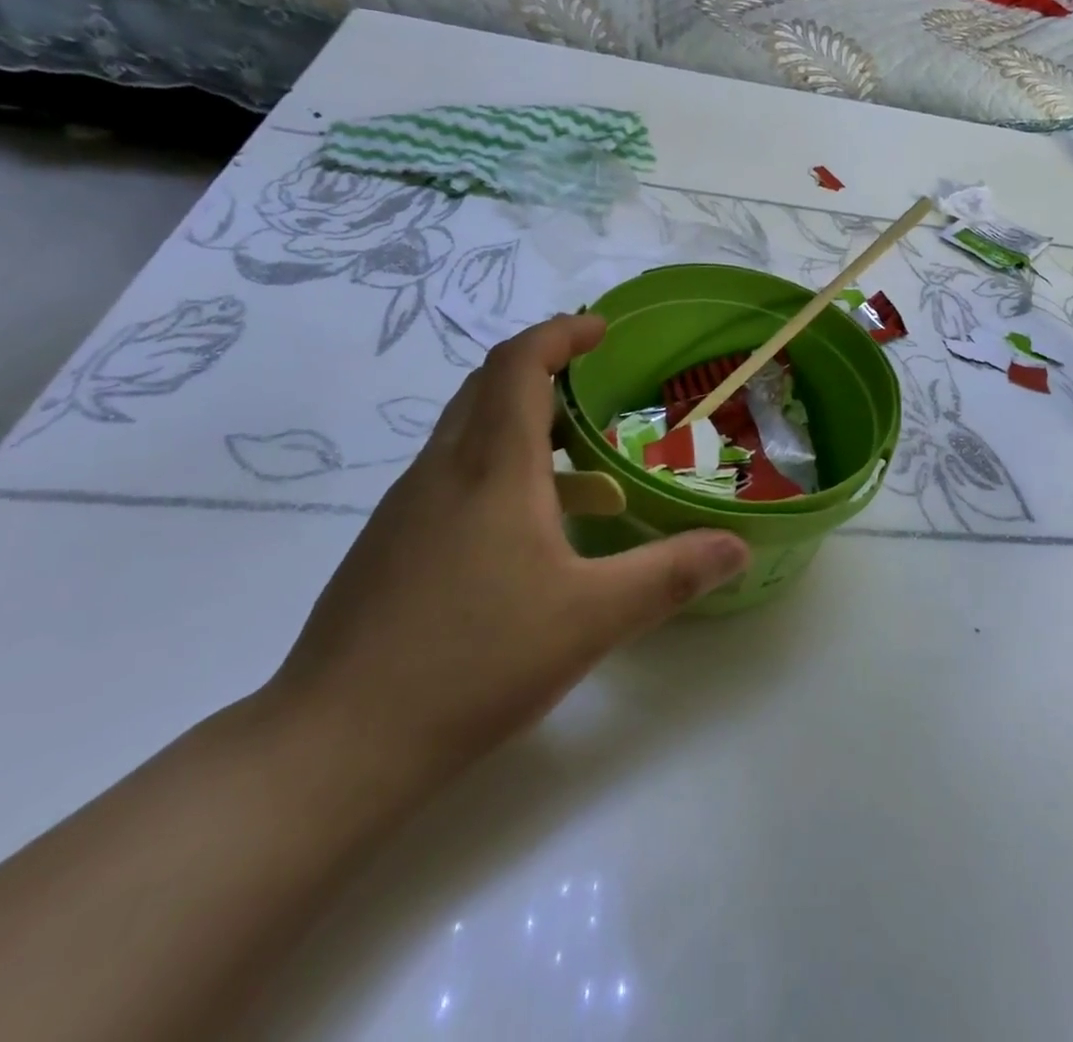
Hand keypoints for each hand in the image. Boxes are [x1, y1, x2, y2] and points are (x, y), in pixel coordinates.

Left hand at [266, 313, 749, 785]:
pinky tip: (526, 532)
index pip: (518, 364)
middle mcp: (442, 470)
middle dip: (541, 369)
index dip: (560, 332)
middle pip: (486, 386)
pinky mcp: (388, 545)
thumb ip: (671, 574)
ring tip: (576, 460)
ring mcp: (406, 508)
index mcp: (491, 467)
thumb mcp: (593, 618)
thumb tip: (737, 546)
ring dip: (519, 423)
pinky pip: (450, 477)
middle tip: (593, 385)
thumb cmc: (475, 661)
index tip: (600, 329)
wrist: (336, 745)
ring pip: (465, 432)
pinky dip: (495, 470)